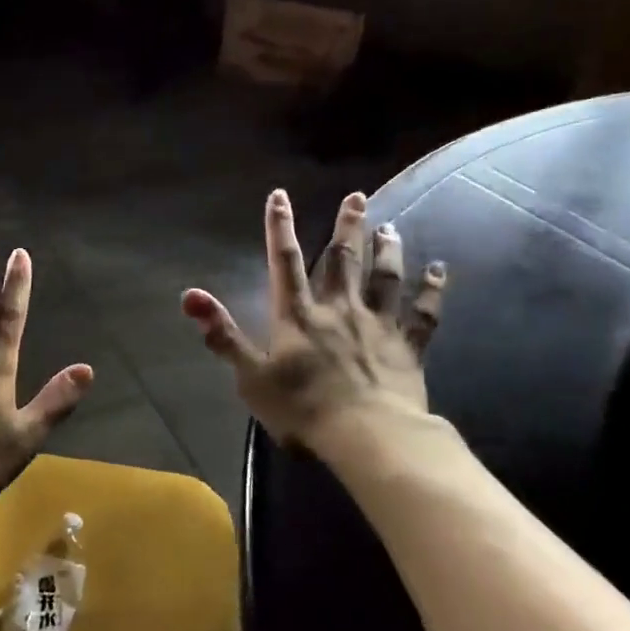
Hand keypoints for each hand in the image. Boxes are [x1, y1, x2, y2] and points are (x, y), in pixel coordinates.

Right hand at [182, 189, 446, 452]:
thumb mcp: (251, 376)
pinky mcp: (408, 346)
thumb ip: (222, 334)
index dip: (280, 228)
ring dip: (387, 249)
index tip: (280, 195)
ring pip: (384, 277)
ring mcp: (378, 325)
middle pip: (343, 259)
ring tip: (390, 226)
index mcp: (299, 316)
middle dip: (348, 226)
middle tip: (358, 196)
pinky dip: (432, 289)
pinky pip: (423, 312)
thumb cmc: (303, 408)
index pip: (286, 263)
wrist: (368, 436)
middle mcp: (339, 309)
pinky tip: (439, 270)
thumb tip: (190, 295)